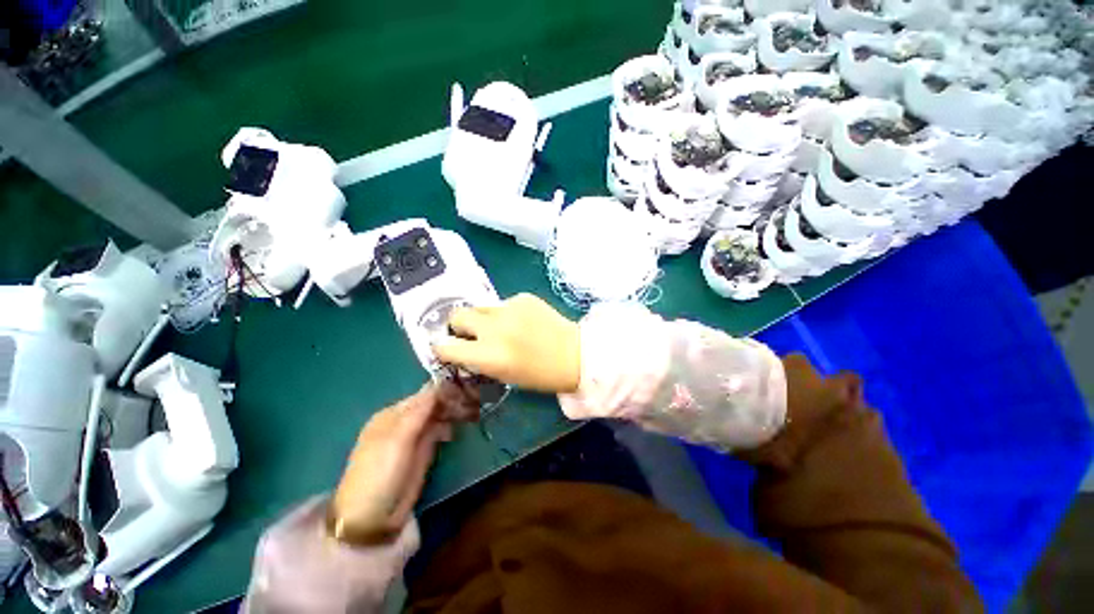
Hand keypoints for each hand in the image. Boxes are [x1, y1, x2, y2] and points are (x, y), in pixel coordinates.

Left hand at [329, 382, 475, 543]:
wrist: (373, 518)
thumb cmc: (379, 473)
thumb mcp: (397, 440)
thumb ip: (418, 412)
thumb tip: (439, 385)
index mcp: (393, 414)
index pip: (423, 395)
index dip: (443, 391)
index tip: (465, 390)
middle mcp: (405, 421)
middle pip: (432, 404)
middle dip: (451, 401)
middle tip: (472, 401)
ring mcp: (415, 436)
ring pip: (438, 417)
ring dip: (453, 412)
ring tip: (469, 413)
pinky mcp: (424, 451)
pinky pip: (439, 432)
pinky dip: (449, 427)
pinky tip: (456, 430)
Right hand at [432, 293, 581, 393]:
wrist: (575, 354)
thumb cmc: (540, 374)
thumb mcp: (504, 375)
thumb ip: (479, 359)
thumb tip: (463, 348)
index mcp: (488, 355)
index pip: (445, 346)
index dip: (444, 348)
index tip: (449, 349)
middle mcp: (494, 328)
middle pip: (457, 315)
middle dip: (460, 326)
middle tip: (473, 334)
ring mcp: (509, 308)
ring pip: (480, 307)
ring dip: (484, 318)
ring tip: (503, 327)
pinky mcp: (523, 297)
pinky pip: (503, 303)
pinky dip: (507, 312)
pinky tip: (523, 321)